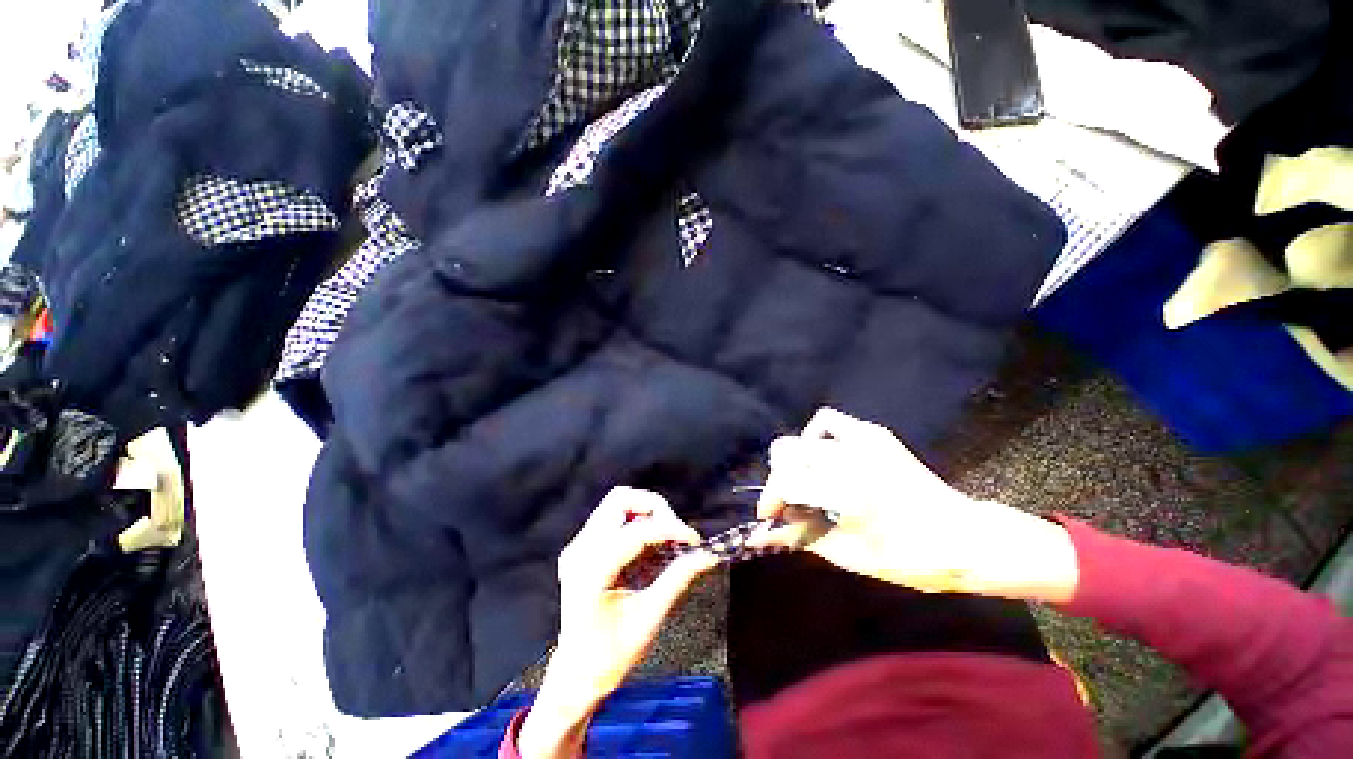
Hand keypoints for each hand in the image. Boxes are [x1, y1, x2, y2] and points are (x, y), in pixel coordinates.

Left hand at [519, 488, 717, 758]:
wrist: (575, 676)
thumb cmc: (611, 656)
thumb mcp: (649, 618)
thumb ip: (678, 579)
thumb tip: (708, 555)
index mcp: (593, 571)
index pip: (636, 532)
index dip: (670, 528)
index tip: (695, 539)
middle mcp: (580, 550)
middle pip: (620, 500)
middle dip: (654, 509)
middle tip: (676, 533)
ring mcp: (578, 546)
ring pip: (616, 503)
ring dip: (645, 513)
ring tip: (665, 537)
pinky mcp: (582, 547)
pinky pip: (612, 518)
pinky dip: (636, 522)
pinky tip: (650, 545)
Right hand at [758, 408, 1079, 601]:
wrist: (964, 537)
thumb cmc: (909, 557)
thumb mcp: (849, 555)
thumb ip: (800, 539)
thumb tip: (763, 536)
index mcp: (845, 490)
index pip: (785, 482)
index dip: (770, 500)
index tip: (768, 517)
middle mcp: (848, 457)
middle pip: (786, 454)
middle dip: (780, 480)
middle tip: (790, 504)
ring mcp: (862, 439)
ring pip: (801, 437)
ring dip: (794, 461)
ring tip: (805, 482)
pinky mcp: (874, 434)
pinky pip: (828, 422)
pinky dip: (815, 437)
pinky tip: (823, 457)